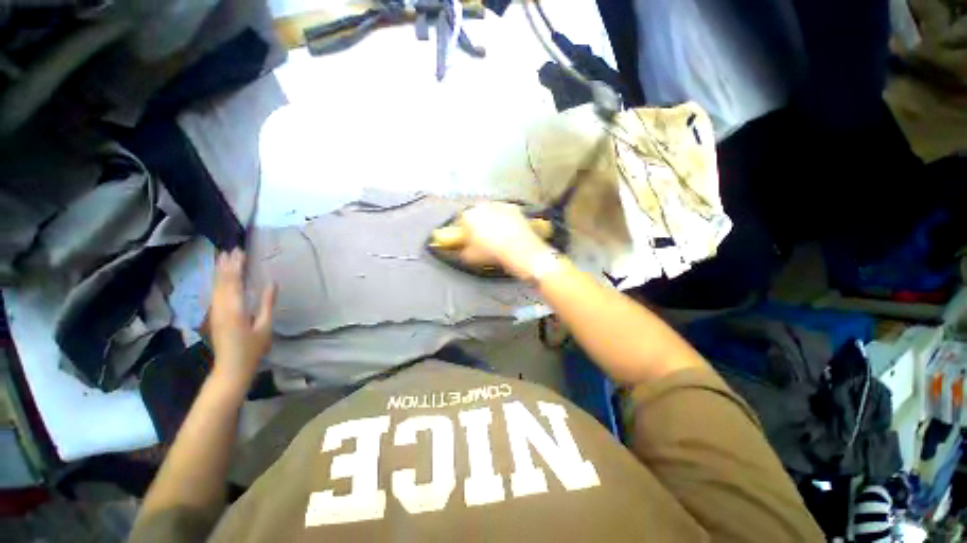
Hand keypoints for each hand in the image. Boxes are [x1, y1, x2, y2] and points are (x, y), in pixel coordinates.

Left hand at [209, 249, 276, 390]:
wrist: (231, 368)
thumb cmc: (252, 348)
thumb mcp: (265, 326)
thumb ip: (267, 304)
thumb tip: (272, 283)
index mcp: (234, 309)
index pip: (234, 282)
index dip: (236, 266)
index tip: (240, 252)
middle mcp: (220, 307)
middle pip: (221, 281)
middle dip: (226, 265)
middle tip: (231, 249)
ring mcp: (215, 312)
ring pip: (215, 286)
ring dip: (219, 271)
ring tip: (223, 257)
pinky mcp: (214, 316)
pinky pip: (215, 293)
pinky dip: (218, 281)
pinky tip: (220, 277)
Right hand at [458, 202, 552, 279]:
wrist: (522, 253)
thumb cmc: (494, 254)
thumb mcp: (471, 258)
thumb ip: (462, 251)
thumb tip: (463, 249)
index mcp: (469, 216)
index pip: (461, 221)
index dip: (464, 232)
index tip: (467, 240)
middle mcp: (483, 205)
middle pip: (476, 214)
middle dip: (478, 224)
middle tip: (482, 239)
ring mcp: (500, 205)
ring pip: (491, 212)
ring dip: (491, 221)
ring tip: (496, 236)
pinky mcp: (514, 208)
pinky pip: (504, 213)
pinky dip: (504, 220)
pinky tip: (508, 233)